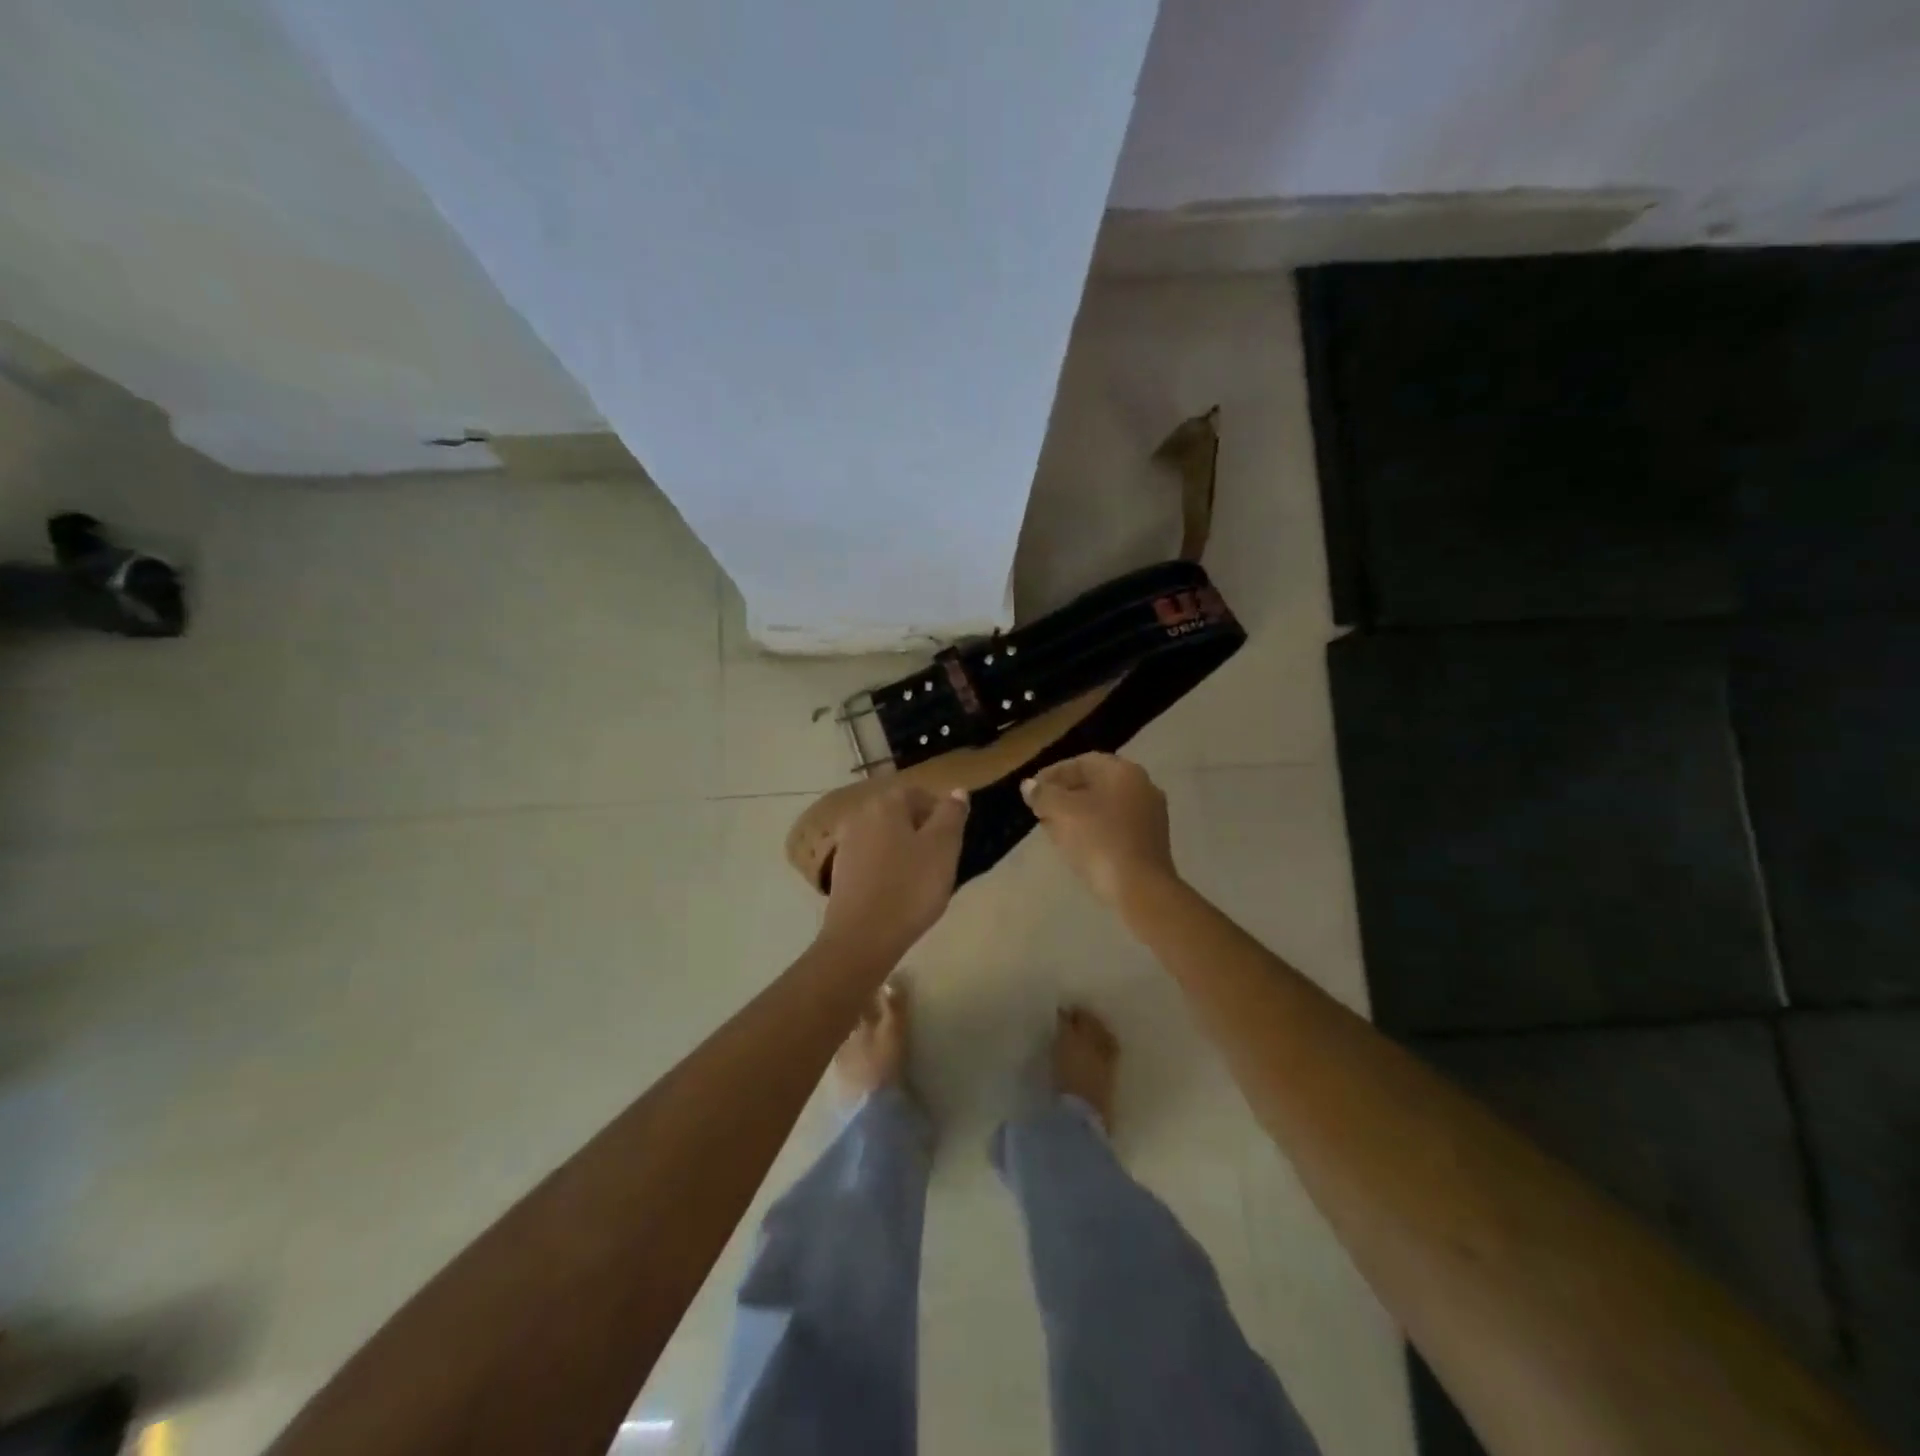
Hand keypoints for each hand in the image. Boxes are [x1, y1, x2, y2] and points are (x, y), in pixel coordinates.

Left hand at [820, 785, 969, 961]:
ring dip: (904, 849)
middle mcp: (860, 815)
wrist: (862, 937)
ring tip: (921, 877)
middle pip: (899, 814)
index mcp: (886, 803)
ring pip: (884, 836)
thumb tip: (956, 791)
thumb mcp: (943, 848)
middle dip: (921, 830)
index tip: (953, 840)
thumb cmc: (910, 887)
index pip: (918, 793)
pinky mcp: (840, 871)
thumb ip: (951, 815)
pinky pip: (871, 858)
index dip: (940, 812)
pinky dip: (887, 866)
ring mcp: (846, 843)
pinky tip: (898, 890)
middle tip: (941, 859)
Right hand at [1022, 753, 1177, 906]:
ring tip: (1054, 828)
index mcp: (1123, 772)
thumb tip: (1029, 786)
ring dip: (1078, 813)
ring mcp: (1151, 815)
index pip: (1082, 762)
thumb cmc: (1099, 841)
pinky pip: (1117, 825)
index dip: (1053, 774)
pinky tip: (1077, 845)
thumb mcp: (1061, 813)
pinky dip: (1095, 828)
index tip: (1033, 790)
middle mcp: (1143, 786)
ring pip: (1106, 806)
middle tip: (1041, 809)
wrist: (1140, 888)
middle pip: (1096, 783)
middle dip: (1065, 794)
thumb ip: (1043, 794)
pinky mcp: (1152, 841)